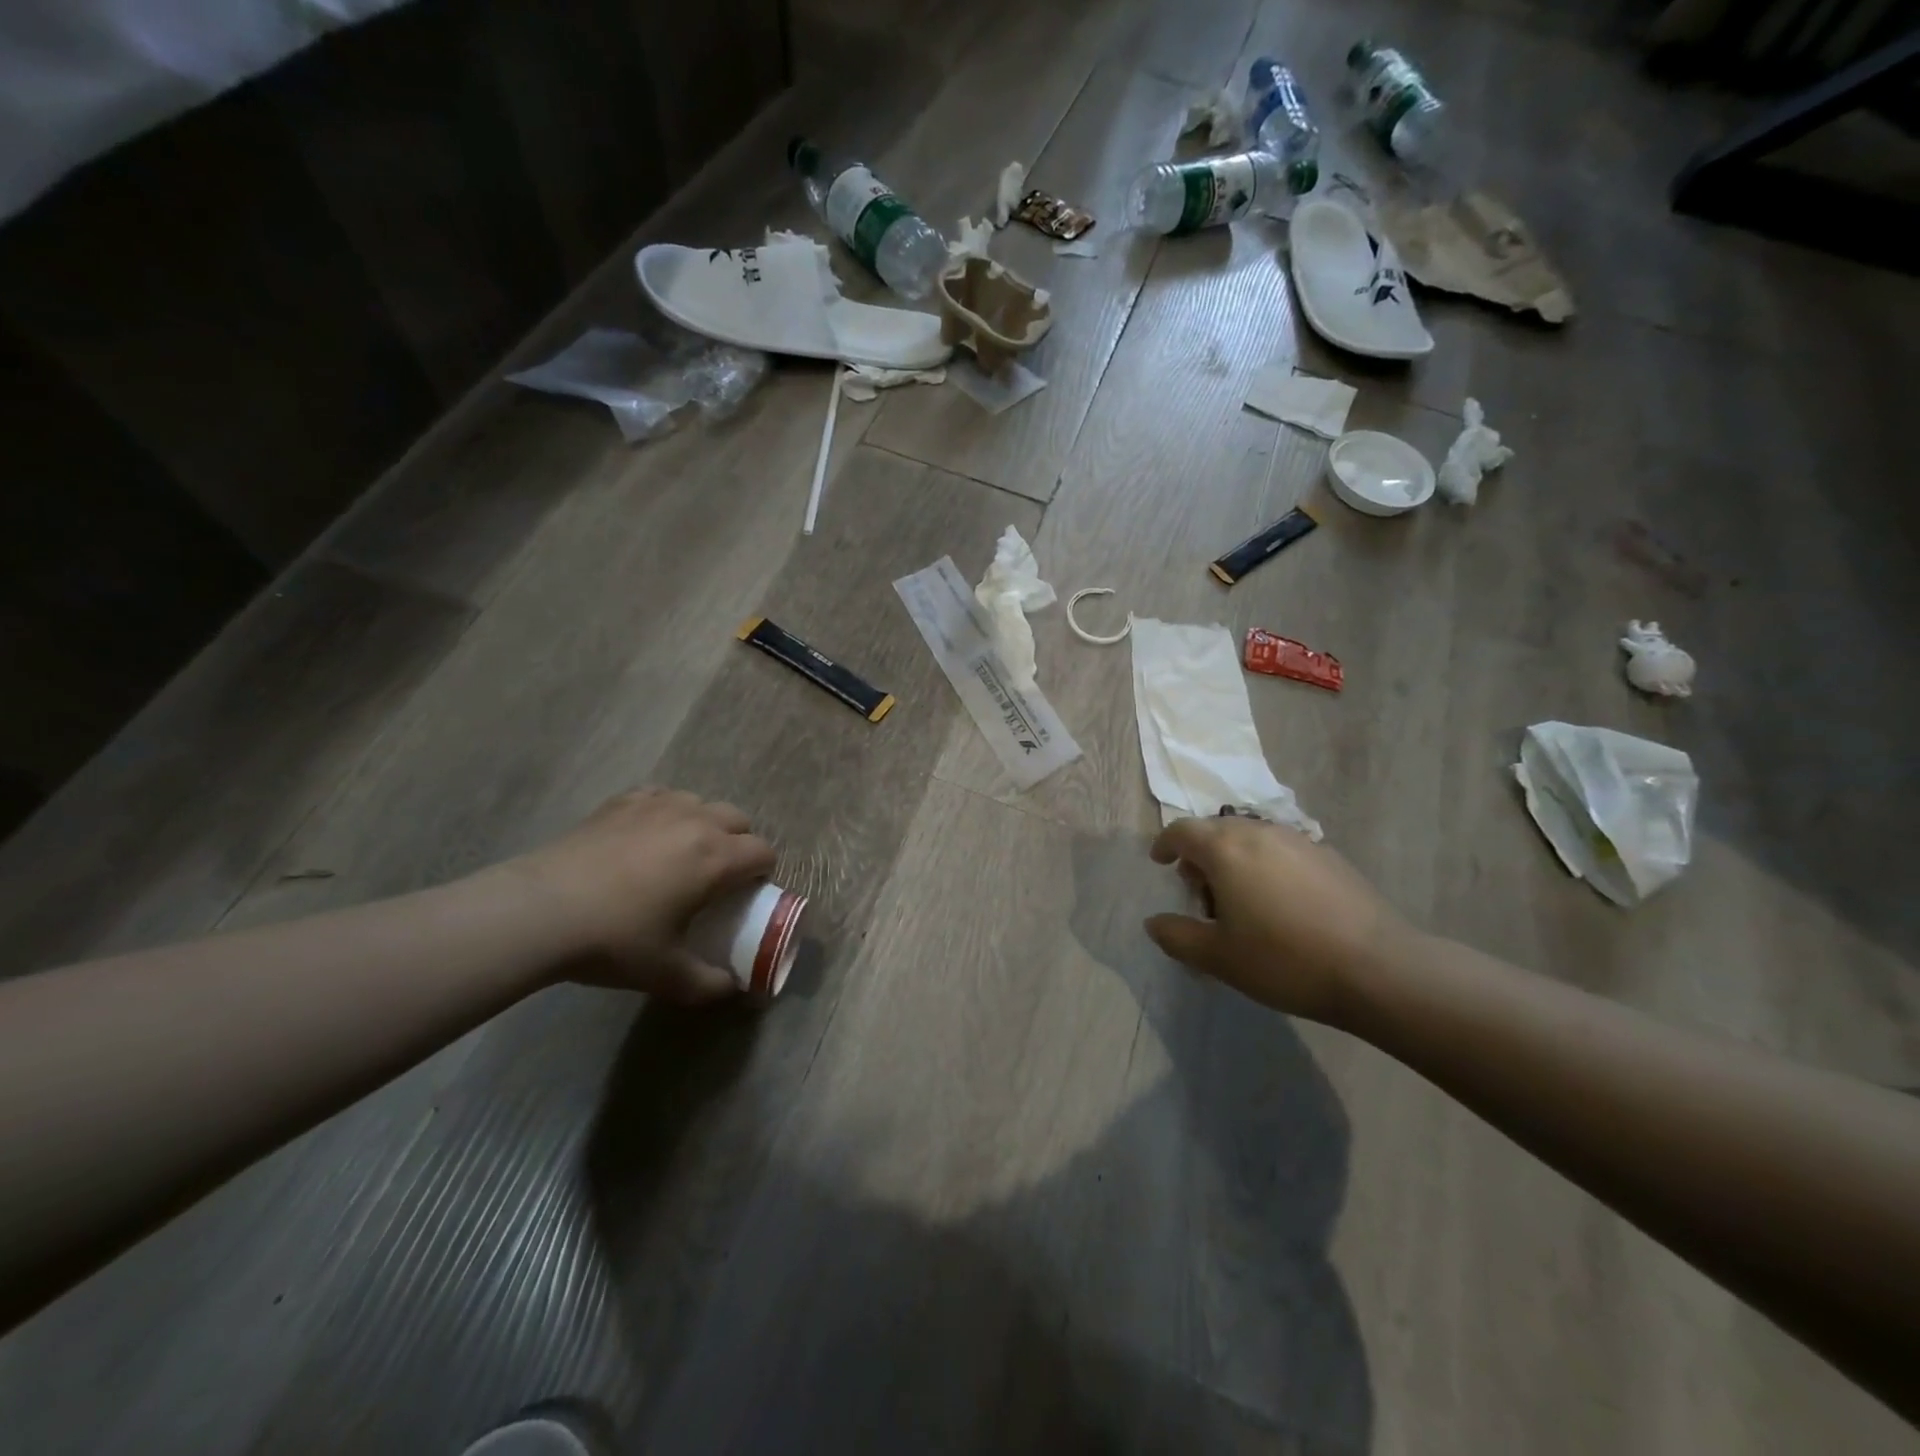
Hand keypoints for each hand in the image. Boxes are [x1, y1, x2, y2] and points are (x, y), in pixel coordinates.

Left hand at [502, 789, 776, 1001]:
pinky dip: (665, 812)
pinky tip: (647, 836)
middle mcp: (695, 821)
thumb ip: (710, 984)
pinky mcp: (622, 802)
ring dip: (703, 824)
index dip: (762, 873)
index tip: (746, 894)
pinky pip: (661, 796)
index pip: (763, 852)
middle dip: (738, 844)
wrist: (539, 911)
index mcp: (716, 858)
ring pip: (700, 803)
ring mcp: (657, 805)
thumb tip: (733, 988)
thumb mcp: (668, 975)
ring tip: (681, 853)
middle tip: (717, 876)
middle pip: (738, 819)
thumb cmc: (614, 940)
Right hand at [1144, 815, 1413, 1026]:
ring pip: (1251, 838)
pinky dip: (1266, 865)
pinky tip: (1280, 904)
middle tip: (1198, 889)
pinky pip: (1281, 850)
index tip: (1160, 862)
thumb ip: (1178, 937)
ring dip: (1234, 858)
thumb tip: (1154, 923)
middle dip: (1200, 853)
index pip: (1182, 830)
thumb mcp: (1219, 958)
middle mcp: (1260, 832)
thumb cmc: (1284, 960)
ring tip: (1239, 899)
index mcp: (1226, 849)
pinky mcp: (1329, 856)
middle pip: (1217, 830)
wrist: (1378, 969)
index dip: (1165, 844)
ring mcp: (1299, 840)